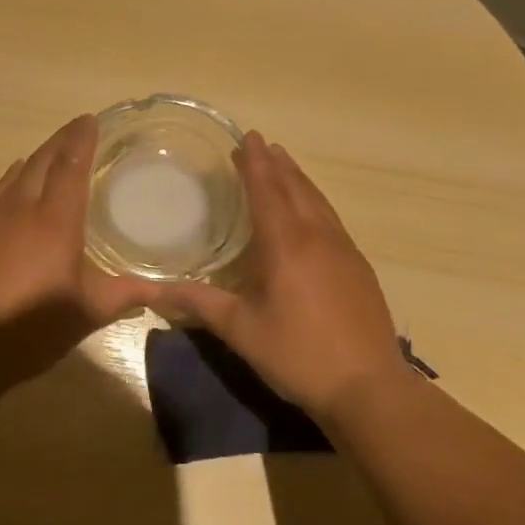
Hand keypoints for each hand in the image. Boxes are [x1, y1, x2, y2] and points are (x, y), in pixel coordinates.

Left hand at [0, 114, 152, 393]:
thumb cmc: (30, 329)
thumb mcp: (86, 314)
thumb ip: (125, 295)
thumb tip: (165, 289)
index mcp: (54, 221)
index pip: (70, 165)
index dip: (82, 139)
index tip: (91, 120)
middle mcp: (21, 209)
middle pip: (42, 161)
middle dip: (61, 141)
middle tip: (78, 128)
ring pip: (17, 175)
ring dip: (38, 158)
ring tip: (53, 152)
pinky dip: (13, 179)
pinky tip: (16, 181)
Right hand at [148, 132, 405, 422]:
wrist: (368, 388)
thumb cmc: (298, 355)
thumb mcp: (241, 330)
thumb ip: (200, 303)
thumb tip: (156, 290)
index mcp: (286, 246)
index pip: (268, 192)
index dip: (255, 164)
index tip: (248, 137)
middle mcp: (318, 238)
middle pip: (296, 189)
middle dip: (276, 164)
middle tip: (260, 144)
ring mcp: (344, 251)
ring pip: (318, 202)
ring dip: (298, 179)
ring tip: (284, 164)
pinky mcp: (359, 268)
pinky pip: (332, 220)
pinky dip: (315, 202)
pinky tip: (311, 212)